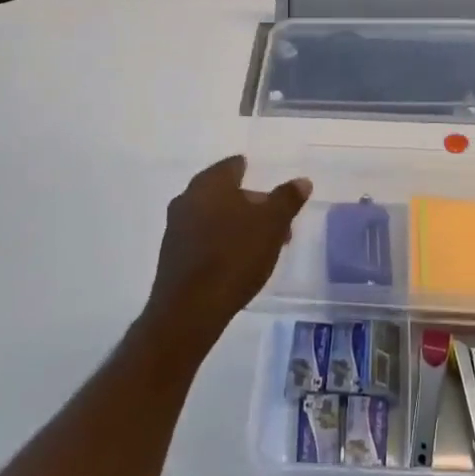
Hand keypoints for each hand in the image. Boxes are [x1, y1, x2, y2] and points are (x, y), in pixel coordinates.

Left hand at [143, 155, 311, 346]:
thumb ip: (287, 199)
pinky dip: (220, 241)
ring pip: (213, 216)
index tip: (267, 185)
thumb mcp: (272, 224)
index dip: (252, 172)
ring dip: (236, 224)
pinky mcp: (172, 256)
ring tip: (261, 244)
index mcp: (210, 183)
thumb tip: (302, 181)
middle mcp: (188, 198)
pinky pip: (202, 238)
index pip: (233, 165)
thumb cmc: (234, 256)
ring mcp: (176, 228)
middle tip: (274, 219)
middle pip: (224, 192)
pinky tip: (237, 260)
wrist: (190, 310)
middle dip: (249, 203)